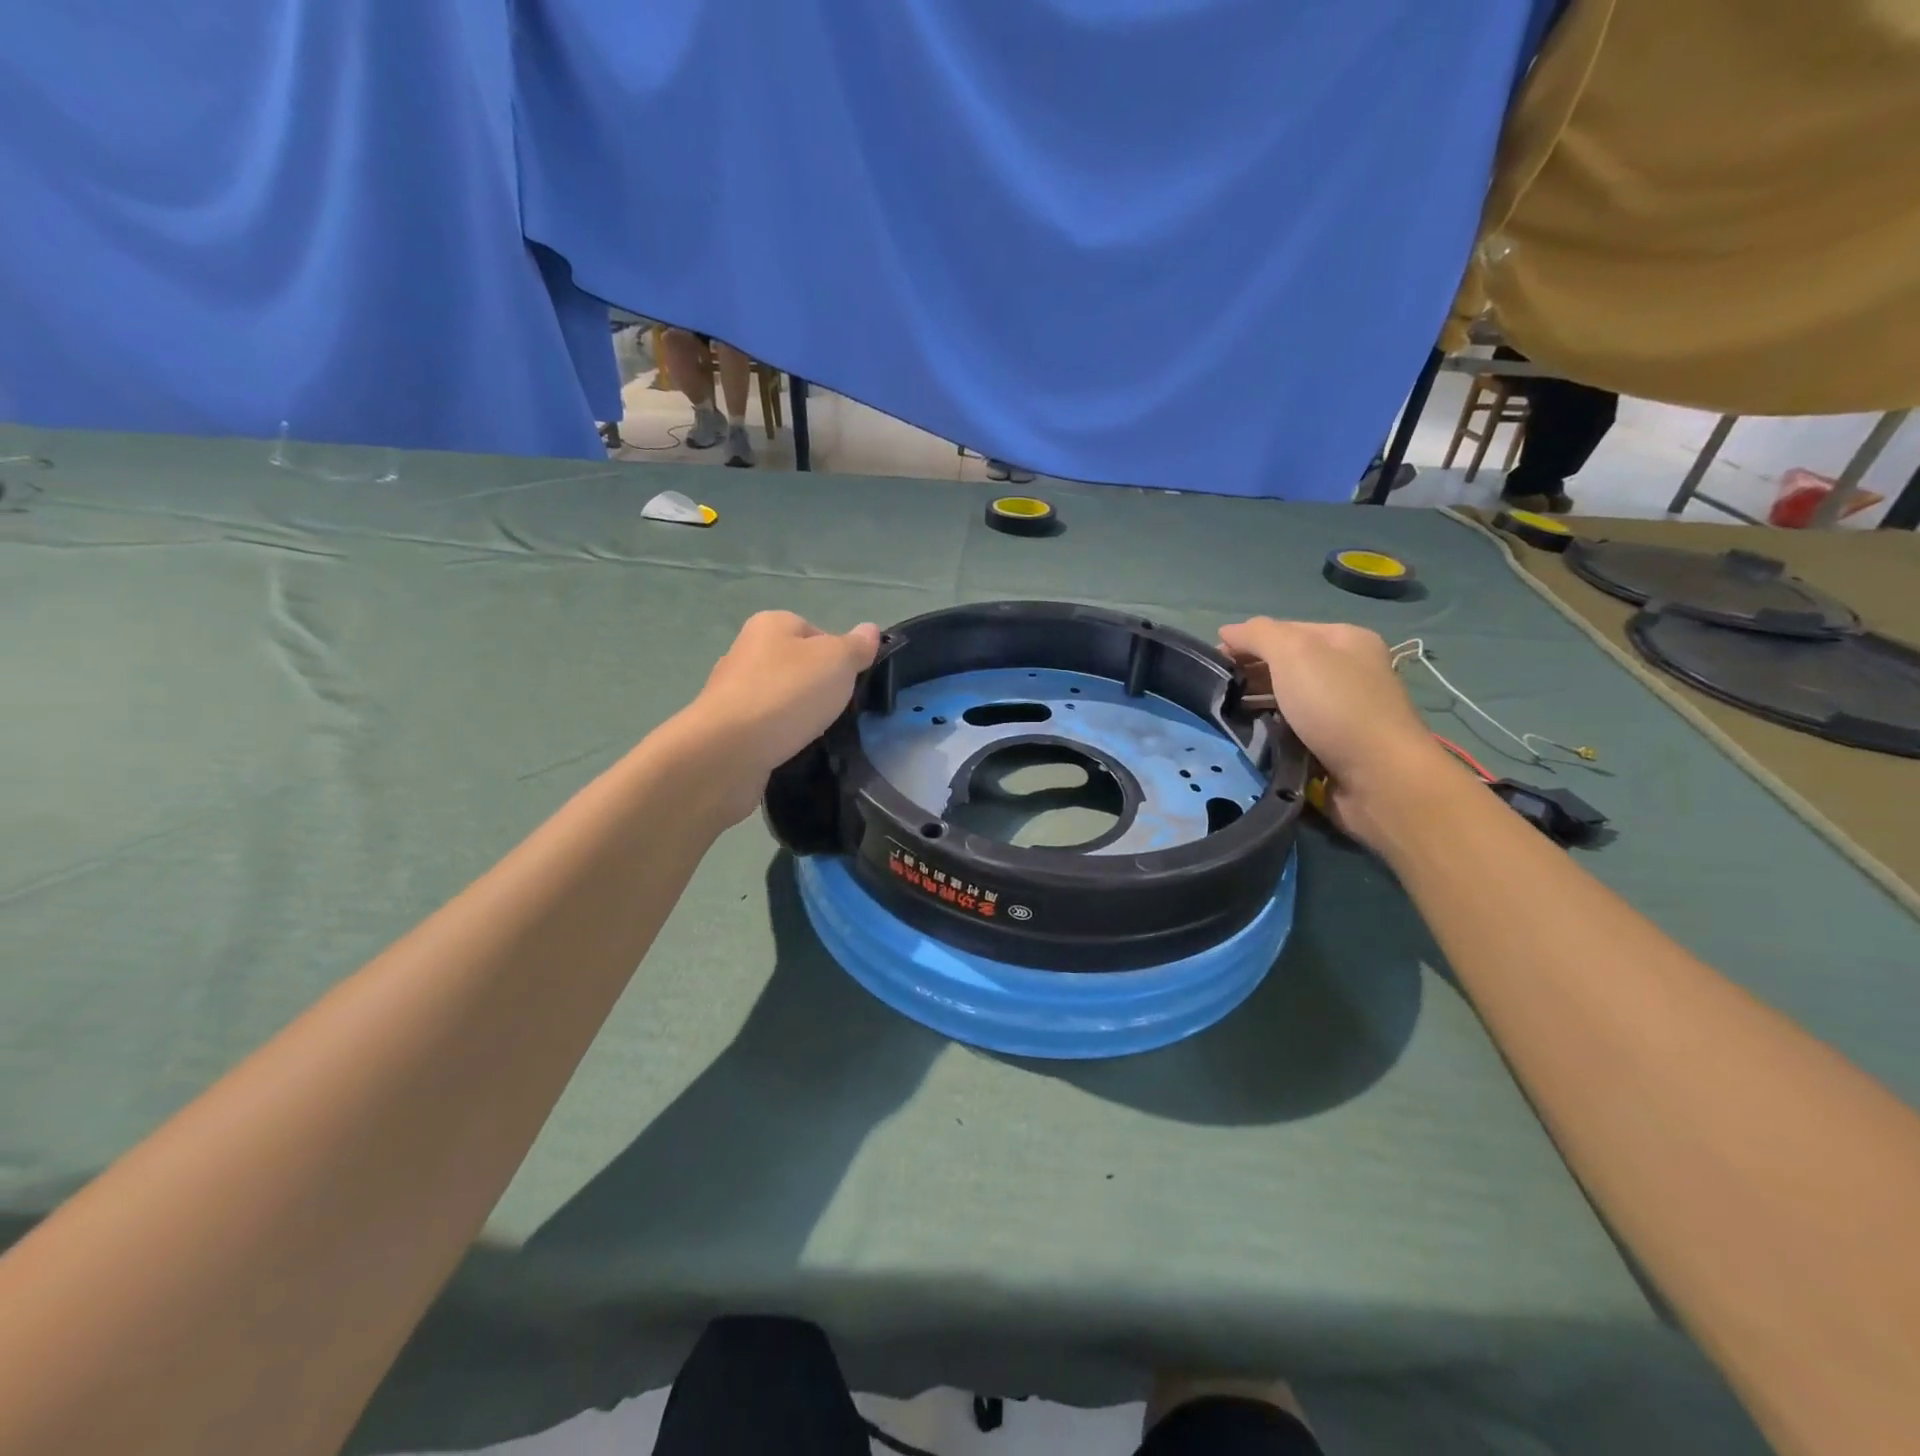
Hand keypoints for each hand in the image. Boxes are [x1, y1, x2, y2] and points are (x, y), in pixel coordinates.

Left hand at [679, 611, 880, 820]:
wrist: (727, 751)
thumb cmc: (787, 694)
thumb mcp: (837, 661)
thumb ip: (856, 646)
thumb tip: (870, 630)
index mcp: (771, 625)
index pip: (816, 632)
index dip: (839, 657)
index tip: (851, 683)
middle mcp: (747, 652)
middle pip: (798, 666)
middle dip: (819, 689)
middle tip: (838, 711)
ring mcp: (733, 692)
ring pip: (781, 699)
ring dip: (799, 716)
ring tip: (816, 734)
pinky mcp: (728, 729)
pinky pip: (766, 728)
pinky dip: (781, 738)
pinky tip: (792, 751)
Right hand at [1217, 618, 1448, 846]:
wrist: (1379, 777)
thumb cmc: (1336, 706)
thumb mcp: (1294, 654)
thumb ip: (1258, 635)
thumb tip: (1228, 631)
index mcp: (1346, 640)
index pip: (1284, 630)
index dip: (1247, 641)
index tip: (1213, 662)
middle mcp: (1348, 670)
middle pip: (1286, 664)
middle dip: (1250, 673)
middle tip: (1217, 690)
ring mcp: (1343, 709)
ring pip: (1287, 698)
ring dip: (1257, 703)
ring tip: (1226, 713)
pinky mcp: (1336, 744)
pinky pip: (1293, 728)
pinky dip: (1272, 729)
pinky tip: (1252, 735)